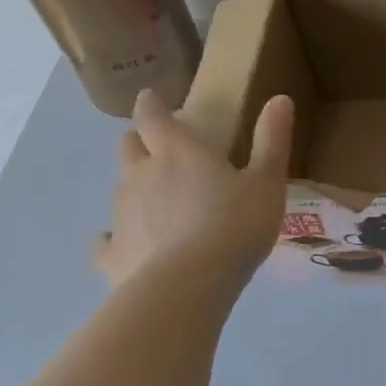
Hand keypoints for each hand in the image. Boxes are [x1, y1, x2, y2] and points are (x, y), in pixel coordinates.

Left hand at [93, 90, 294, 287]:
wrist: (187, 288)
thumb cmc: (234, 226)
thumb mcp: (267, 182)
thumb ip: (272, 140)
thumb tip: (279, 98)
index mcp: (177, 152)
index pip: (153, 116)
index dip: (150, 104)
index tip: (150, 97)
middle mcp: (140, 175)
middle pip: (128, 146)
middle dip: (139, 140)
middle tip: (159, 146)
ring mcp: (120, 216)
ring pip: (120, 189)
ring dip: (136, 186)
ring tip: (158, 199)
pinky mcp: (112, 255)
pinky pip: (106, 240)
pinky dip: (116, 236)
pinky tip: (127, 244)